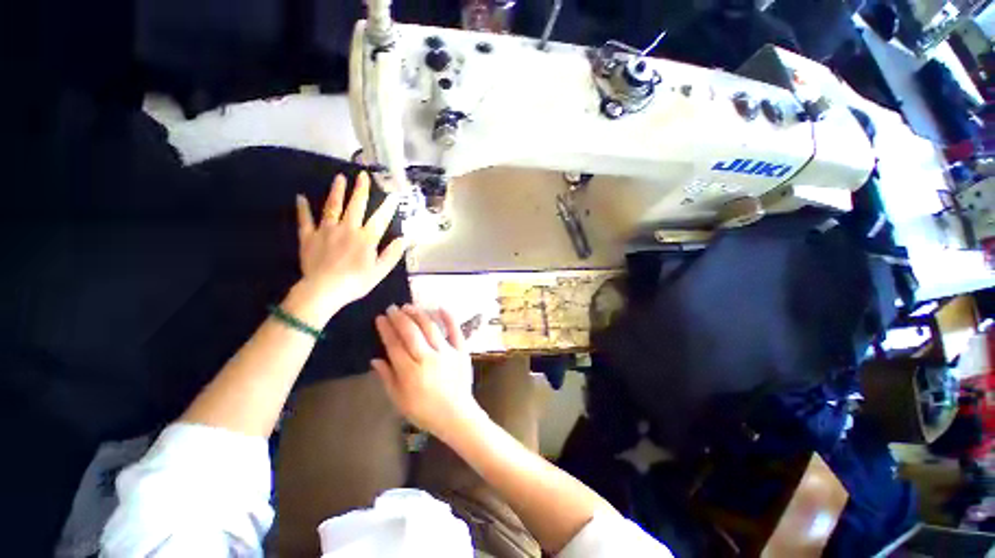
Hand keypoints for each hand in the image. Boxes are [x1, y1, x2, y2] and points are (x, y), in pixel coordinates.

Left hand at [294, 172, 406, 317]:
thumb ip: (392, 254)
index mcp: (366, 238)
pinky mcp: (309, 237)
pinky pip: (305, 220)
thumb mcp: (380, 271)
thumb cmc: (356, 282)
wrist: (324, 290)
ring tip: (339, 178)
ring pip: (332, 207)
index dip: (388, 207)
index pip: (380, 219)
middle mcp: (347, 229)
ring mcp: (326, 231)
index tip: (394, 195)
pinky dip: (303, 208)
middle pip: (356, 205)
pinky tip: (300, 197)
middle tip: (363, 175)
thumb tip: (403, 239)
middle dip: (361, 190)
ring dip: (337, 192)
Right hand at [372, 305, 478, 436]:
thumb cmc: (424, 411)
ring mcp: (447, 353)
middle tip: (392, 308)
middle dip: (399, 318)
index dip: (386, 330)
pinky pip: (455, 331)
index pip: (394, 345)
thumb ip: (387, 378)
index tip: (380, 318)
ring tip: (409, 306)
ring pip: (430, 328)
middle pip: (411, 333)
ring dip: (418, 315)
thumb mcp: (399, 400)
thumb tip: (375, 359)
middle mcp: (428, 358)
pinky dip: (449, 318)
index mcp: (410, 372)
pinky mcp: (461, 351)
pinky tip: (440, 307)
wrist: (456, 415)